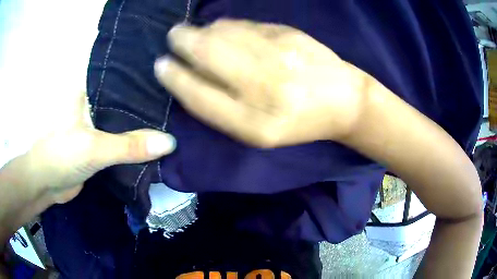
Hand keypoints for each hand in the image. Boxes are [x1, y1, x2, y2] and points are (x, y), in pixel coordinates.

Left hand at [20, 92, 175, 203]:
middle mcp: (95, 101)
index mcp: (91, 89)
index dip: (147, 77)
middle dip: (149, 101)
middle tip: (179, 101)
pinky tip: (155, 141)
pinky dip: (135, 142)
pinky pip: (121, 139)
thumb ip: (128, 146)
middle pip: (127, 99)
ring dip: (144, 123)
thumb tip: (170, 142)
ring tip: (175, 117)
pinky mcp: (98, 142)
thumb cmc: (61, 156)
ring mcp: (97, 123)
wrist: (47, 184)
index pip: (124, 77)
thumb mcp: (94, 148)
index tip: (173, 78)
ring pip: (125, 119)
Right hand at [154, 20, 368, 147]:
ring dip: (202, 30)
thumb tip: (189, 75)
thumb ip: (222, 109)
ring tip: (194, 32)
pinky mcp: (290, 35)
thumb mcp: (258, 133)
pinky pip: (246, 25)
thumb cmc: (299, 123)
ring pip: (224, 33)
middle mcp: (265, 88)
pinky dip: (227, 25)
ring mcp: (280, 56)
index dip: (174, 78)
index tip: (161, 65)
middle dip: (182, 42)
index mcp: (254, 125)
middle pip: (207, 54)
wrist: (344, 101)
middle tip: (173, 36)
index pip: (198, 96)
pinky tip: (222, 28)